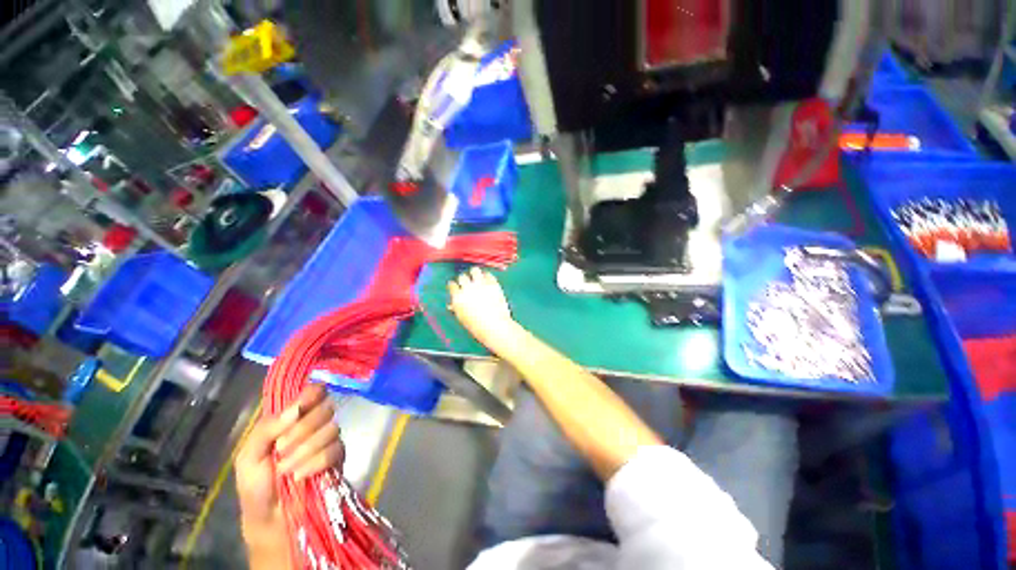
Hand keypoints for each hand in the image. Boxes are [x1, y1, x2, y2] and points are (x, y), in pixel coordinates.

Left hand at [235, 385, 343, 544]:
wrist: (271, 519)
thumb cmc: (256, 485)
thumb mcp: (249, 456)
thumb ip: (267, 429)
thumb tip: (295, 410)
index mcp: (292, 418)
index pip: (314, 392)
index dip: (312, 395)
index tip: (301, 407)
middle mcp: (314, 423)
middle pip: (324, 408)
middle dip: (302, 430)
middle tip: (281, 449)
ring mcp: (329, 439)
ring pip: (331, 428)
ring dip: (306, 450)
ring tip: (287, 469)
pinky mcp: (339, 456)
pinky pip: (335, 449)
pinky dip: (316, 463)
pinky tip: (301, 475)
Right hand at [448, 268, 520, 355]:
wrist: (496, 327)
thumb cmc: (477, 327)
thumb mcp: (462, 318)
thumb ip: (456, 308)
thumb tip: (451, 304)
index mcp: (458, 297)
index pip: (452, 285)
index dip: (454, 286)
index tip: (457, 287)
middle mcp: (468, 288)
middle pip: (462, 276)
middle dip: (464, 279)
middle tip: (468, 283)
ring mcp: (481, 284)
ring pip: (475, 270)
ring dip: (475, 273)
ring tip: (478, 278)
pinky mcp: (493, 283)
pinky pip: (488, 274)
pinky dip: (487, 276)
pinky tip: (488, 281)